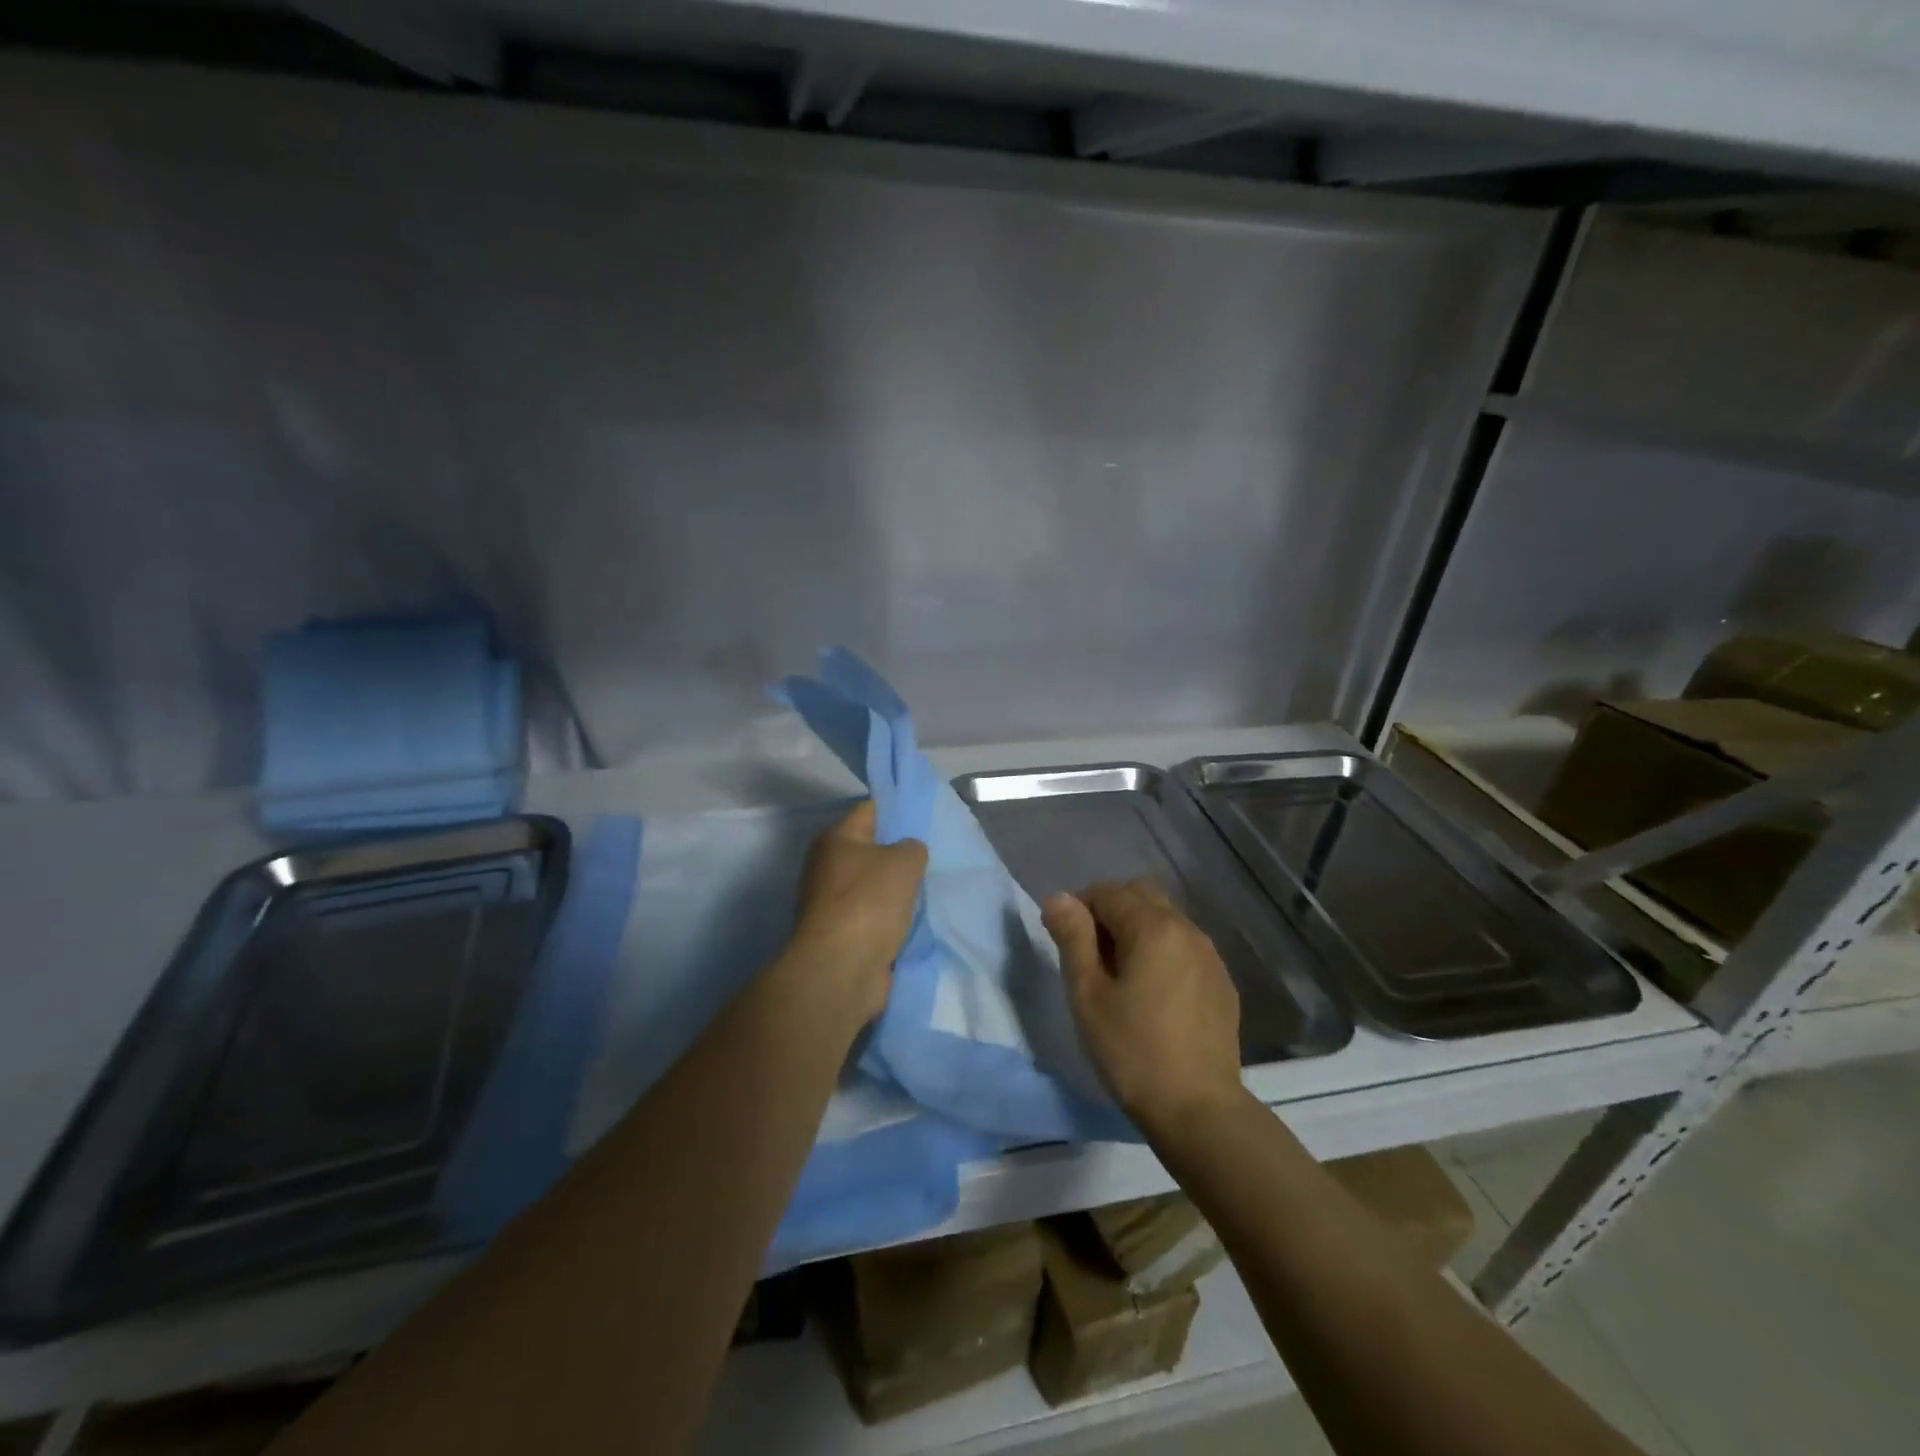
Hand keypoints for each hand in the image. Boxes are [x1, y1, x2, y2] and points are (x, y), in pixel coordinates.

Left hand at [789, 800, 928, 1026]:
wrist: (842, 968)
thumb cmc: (870, 901)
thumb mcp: (905, 861)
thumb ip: (912, 847)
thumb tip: (907, 853)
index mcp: (835, 839)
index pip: (870, 810)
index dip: (897, 809)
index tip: (924, 815)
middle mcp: (827, 867)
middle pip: (870, 850)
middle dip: (899, 853)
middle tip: (931, 855)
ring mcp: (832, 904)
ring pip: (873, 886)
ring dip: (896, 890)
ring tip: (928, 889)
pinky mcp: (841, 935)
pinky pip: (873, 916)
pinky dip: (891, 918)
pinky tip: (914, 919)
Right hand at [1043, 880, 1244, 1136]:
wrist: (1199, 1110)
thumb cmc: (1132, 1051)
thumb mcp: (1088, 994)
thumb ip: (1073, 937)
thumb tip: (1059, 897)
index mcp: (1152, 927)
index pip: (1107, 892)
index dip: (1080, 908)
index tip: (1067, 942)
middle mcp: (1186, 929)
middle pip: (1141, 896)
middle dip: (1110, 911)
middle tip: (1091, 955)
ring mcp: (1210, 955)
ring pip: (1166, 919)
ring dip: (1138, 930)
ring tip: (1121, 976)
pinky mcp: (1222, 982)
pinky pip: (1185, 947)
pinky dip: (1163, 952)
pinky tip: (1154, 994)